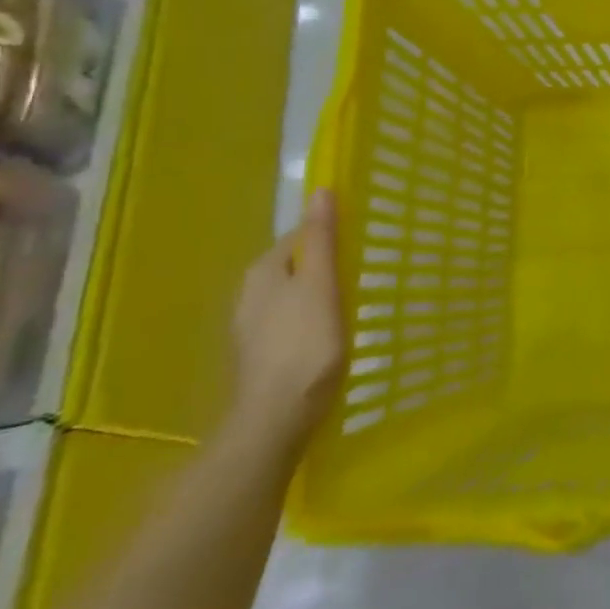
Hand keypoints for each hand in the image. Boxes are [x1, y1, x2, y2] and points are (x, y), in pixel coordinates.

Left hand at [228, 191, 343, 451]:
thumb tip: (320, 190)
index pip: (299, 237)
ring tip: (351, 303)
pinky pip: (289, 322)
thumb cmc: (305, 345)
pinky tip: (329, 334)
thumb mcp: (320, 285)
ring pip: (291, 295)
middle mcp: (249, 294)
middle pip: (294, 266)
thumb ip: (321, 239)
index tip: (360, 245)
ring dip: (317, 294)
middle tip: (360, 273)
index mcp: (263, 272)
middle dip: (323, 266)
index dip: (329, 236)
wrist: (276, 418)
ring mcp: (251, 328)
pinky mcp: (260, 355)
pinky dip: (309, 320)